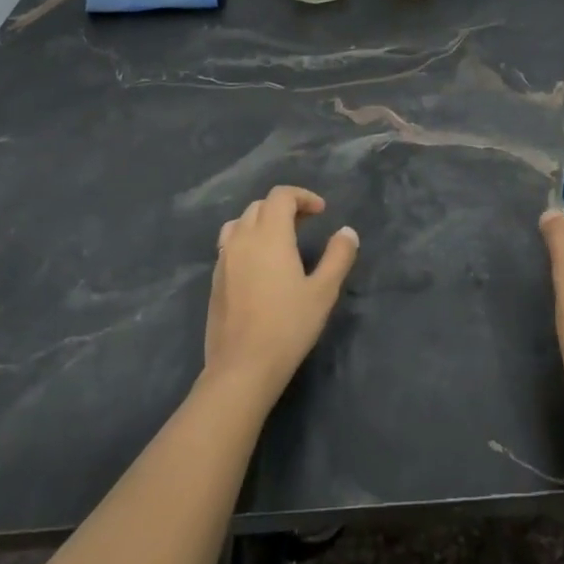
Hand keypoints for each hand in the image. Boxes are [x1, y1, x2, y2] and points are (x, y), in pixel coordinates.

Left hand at [204, 185, 359, 399]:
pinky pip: (229, 245)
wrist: (242, 366)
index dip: (303, 196)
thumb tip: (347, 232)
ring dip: (262, 222)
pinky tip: (260, 266)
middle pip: (260, 206)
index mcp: (270, 236)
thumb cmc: (288, 326)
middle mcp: (242, 240)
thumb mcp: (324, 291)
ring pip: (240, 223)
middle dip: (284, 207)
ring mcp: (224, 260)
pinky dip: (247, 241)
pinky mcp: (215, 280)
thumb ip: (338, 256)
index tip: (321, 212)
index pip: (281, 196)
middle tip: (306, 224)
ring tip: (280, 240)